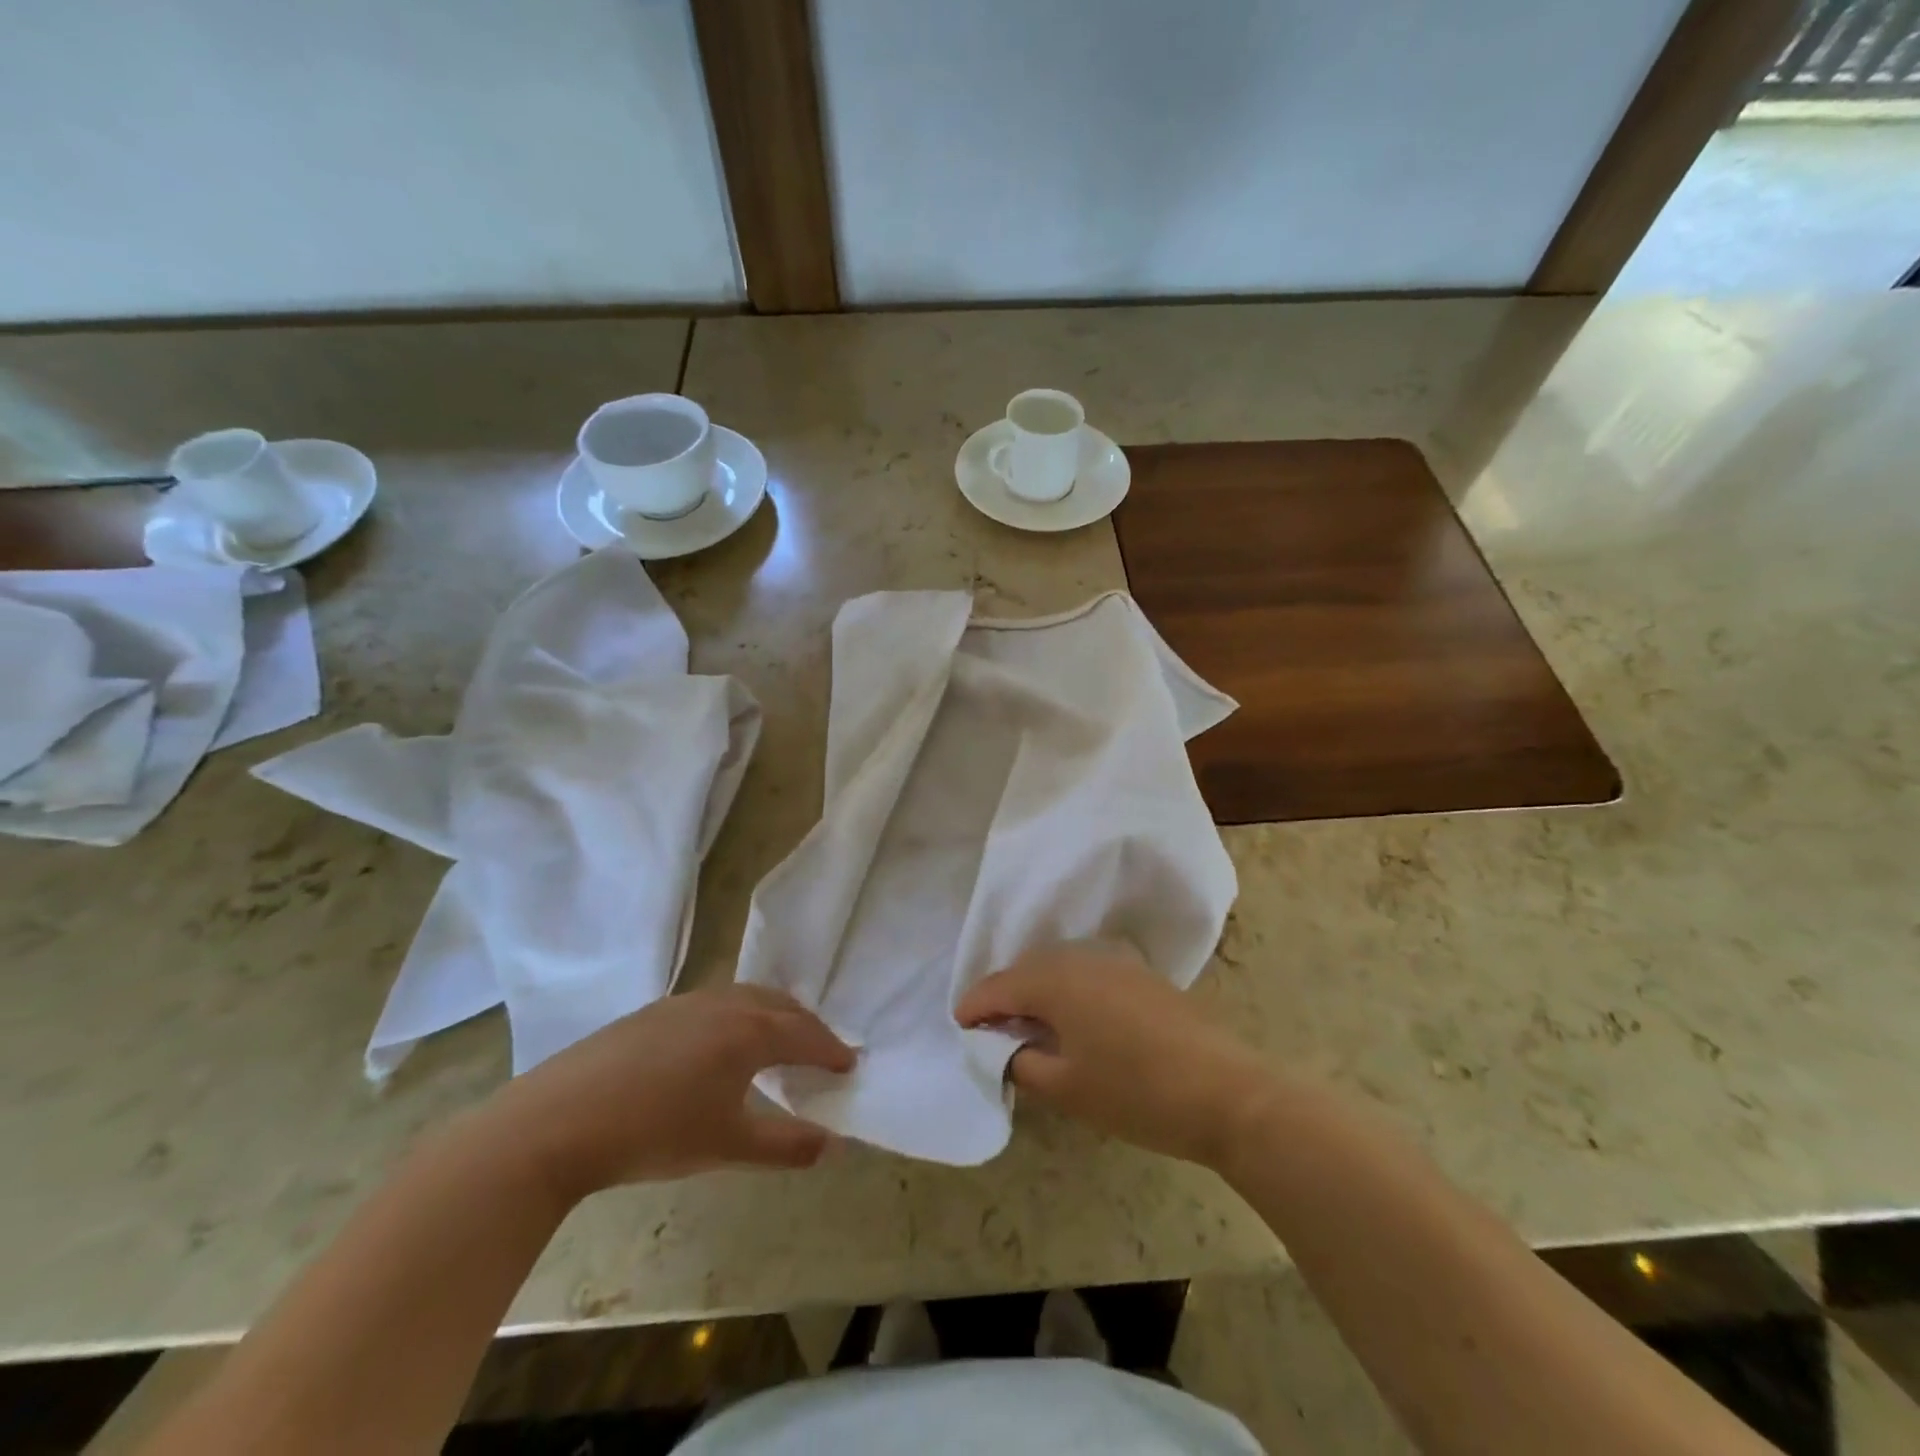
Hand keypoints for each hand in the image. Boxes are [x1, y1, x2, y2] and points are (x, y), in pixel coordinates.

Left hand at [485, 985, 853, 1200]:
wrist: (558, 1120)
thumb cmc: (654, 1133)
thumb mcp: (727, 1145)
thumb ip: (786, 1144)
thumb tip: (835, 1146)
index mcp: (748, 1031)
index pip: (804, 1034)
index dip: (830, 1049)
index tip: (849, 1064)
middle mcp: (723, 1004)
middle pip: (779, 1005)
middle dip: (805, 1025)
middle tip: (820, 1050)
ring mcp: (685, 1002)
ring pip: (744, 998)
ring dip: (771, 1015)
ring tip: (775, 1042)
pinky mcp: (653, 1011)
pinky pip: (714, 1003)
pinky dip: (737, 1015)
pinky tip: (718, 1045)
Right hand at [955, 942, 1278, 1169]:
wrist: (1226, 1093)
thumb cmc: (1136, 1093)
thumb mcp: (1067, 1089)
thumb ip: (1022, 1063)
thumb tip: (1006, 1048)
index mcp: (1057, 981)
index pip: (1000, 986)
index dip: (975, 1006)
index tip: (959, 1024)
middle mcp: (1083, 958)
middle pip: (1028, 969)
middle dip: (1005, 995)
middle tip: (991, 1028)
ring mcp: (1117, 962)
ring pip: (1060, 967)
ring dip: (1038, 990)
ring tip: (1029, 1024)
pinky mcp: (1143, 975)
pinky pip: (1088, 971)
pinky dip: (1069, 989)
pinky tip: (1074, 1018)